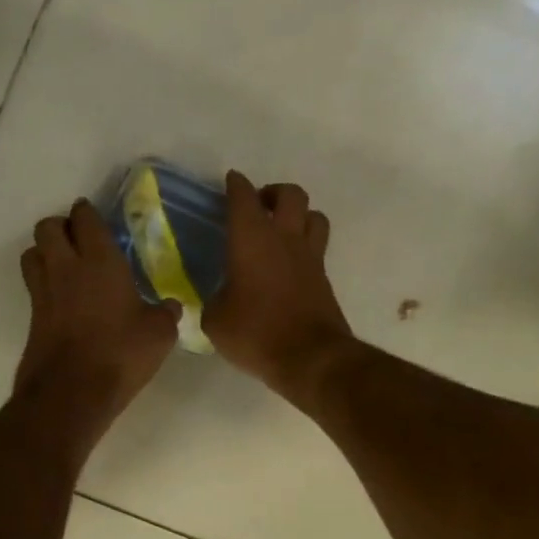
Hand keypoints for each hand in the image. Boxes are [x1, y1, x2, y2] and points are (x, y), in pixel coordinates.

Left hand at [15, 199, 180, 434]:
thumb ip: (165, 313)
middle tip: (80, 239)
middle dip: (61, 226)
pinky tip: (65, 298)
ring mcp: (44, 292)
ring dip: (45, 252)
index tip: (95, 217)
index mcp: (99, 261)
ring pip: (32, 253)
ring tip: (66, 264)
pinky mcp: (33, 317)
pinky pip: (33, 285)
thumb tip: (170, 306)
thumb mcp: (159, 334)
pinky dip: (44, 282)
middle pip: (47, 227)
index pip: (84, 219)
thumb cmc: (120, 353)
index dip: (87, 213)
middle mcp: (66, 268)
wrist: (71, 393)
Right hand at [203, 172, 354, 402]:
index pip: (243, 197)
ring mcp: (310, 257)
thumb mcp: (216, 320)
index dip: (236, 185)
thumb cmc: (256, 333)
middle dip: (274, 192)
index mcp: (252, 238)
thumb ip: (213, 300)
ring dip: (299, 215)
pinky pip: (318, 247)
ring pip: (314, 215)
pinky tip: (290, 264)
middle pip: (291, 194)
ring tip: (282, 231)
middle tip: (259, 207)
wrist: (310, 358)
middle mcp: (285, 238)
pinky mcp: (324, 278)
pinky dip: (305, 246)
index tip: (231, 181)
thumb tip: (218, 298)